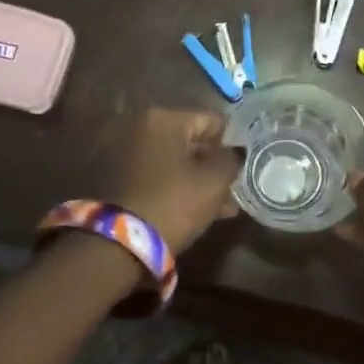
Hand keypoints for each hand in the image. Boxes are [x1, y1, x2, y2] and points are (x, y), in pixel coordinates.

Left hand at [108, 107, 240, 252]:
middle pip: (193, 142)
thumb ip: (231, 160)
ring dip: (200, 181)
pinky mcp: (123, 180)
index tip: (242, 168)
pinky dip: (181, 189)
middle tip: (234, 189)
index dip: (231, 144)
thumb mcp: (214, 180)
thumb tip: (235, 152)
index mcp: (165, 119)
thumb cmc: (175, 202)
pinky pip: (162, 177)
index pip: (213, 122)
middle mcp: (143, 129)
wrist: (121, 243)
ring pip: (178, 163)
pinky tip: (203, 212)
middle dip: (214, 166)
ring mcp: (130, 154)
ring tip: (225, 207)